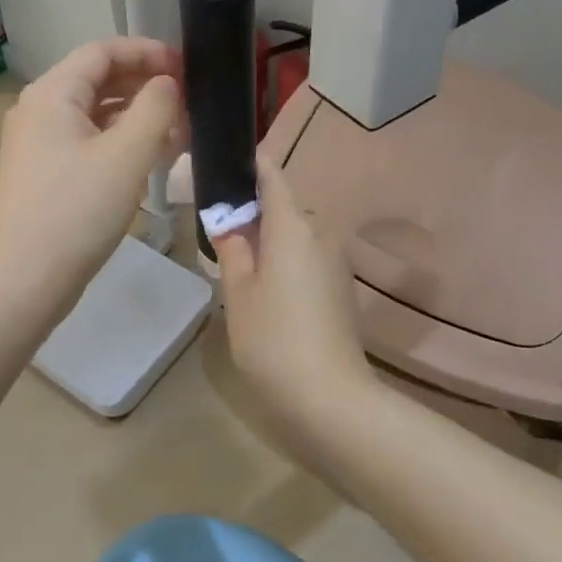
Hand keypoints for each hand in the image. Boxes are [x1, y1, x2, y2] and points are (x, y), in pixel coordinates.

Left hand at [0, 38, 183, 314]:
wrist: (23, 281)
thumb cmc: (76, 211)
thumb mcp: (126, 155)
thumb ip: (155, 109)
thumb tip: (167, 83)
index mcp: (52, 94)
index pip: (103, 51)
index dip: (147, 52)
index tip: (187, 66)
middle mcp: (39, 110)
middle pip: (97, 79)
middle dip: (144, 84)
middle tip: (188, 99)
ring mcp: (38, 144)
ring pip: (94, 113)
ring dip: (136, 115)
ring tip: (178, 130)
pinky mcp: (45, 174)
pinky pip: (87, 142)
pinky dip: (120, 142)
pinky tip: (150, 158)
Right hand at [212, 155, 375, 441]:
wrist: (330, 397)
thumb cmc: (272, 337)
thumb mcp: (238, 292)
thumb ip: (233, 249)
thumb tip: (230, 223)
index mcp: (293, 225)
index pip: (272, 176)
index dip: (252, 166)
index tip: (228, 164)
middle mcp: (321, 232)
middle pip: (283, 209)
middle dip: (254, 215)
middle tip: (219, 234)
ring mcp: (336, 261)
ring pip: (296, 236)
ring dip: (270, 242)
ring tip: (239, 269)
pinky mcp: (342, 288)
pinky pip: (308, 258)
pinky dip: (286, 262)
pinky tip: (268, 294)